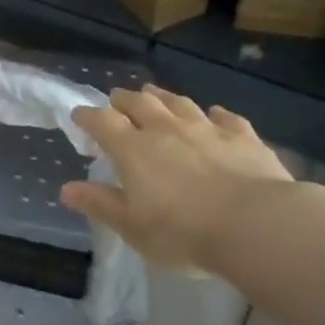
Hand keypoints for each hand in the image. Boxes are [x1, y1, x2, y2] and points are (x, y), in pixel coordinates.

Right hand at [61, 86, 293, 270]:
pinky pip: (226, 118)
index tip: (78, 116)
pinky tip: (215, 114)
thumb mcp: (131, 226)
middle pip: (140, 103)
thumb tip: (67, 189)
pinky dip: (216, 114)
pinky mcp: (244, 138)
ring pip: (179, 104)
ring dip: (163, 97)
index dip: (87, 116)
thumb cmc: (183, 231)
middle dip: (124, 99)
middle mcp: (165, 130)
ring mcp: (207, 129)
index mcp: (132, 149)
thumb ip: (100, 204)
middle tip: (116, 98)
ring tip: (154, 93)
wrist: (257, 225)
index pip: (102, 122)